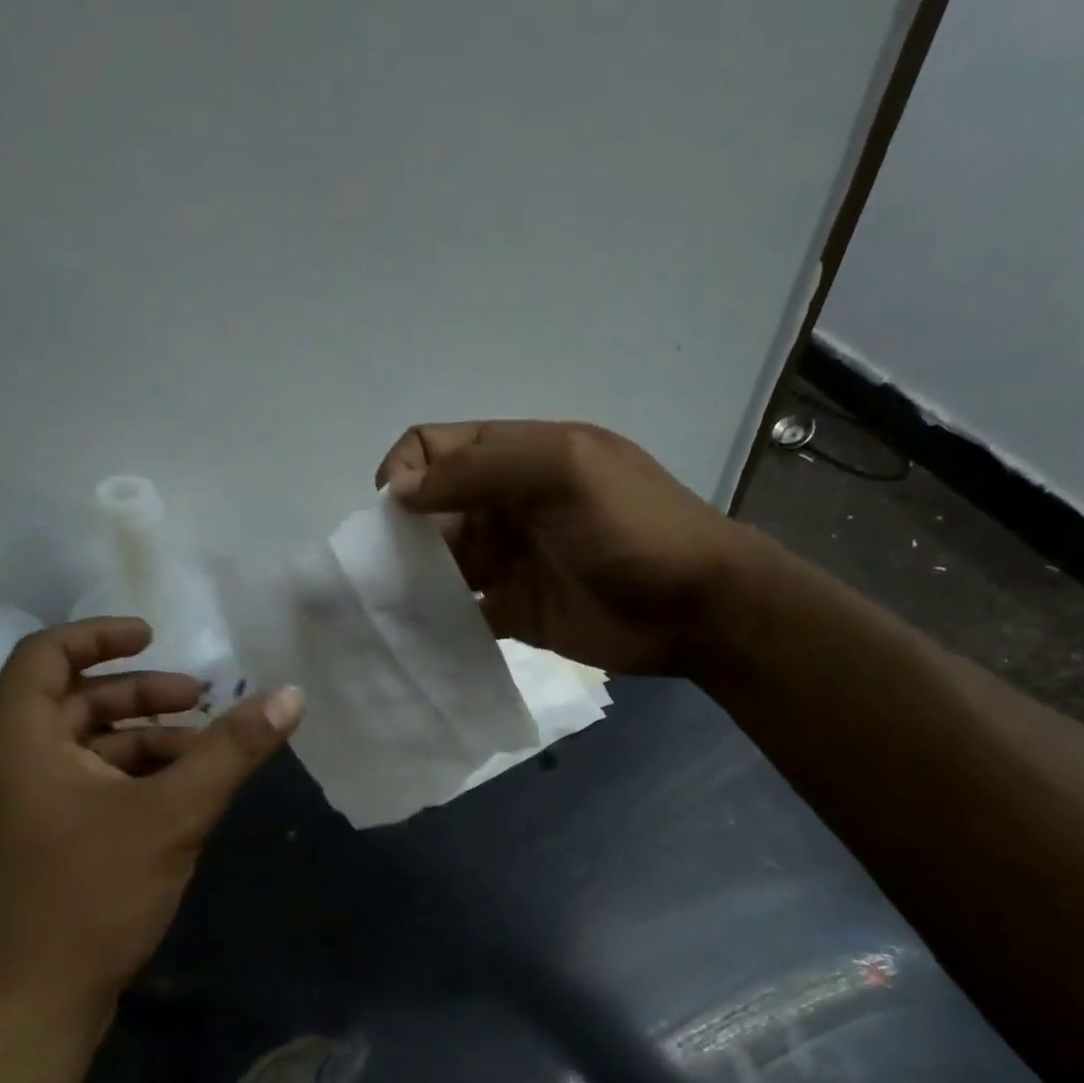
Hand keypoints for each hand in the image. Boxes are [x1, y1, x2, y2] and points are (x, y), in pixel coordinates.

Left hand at [0, 618, 303, 1039]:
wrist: (20, 1013)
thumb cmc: (87, 896)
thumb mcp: (173, 814)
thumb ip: (233, 751)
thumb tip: (291, 695)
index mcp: (19, 740)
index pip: (45, 655)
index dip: (100, 635)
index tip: (156, 635)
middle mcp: (7, 766)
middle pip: (73, 703)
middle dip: (140, 697)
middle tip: (201, 701)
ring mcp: (17, 813)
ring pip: (83, 753)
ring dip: (143, 744)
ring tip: (203, 759)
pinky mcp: (33, 851)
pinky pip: (83, 791)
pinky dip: (130, 783)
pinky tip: (177, 806)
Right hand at [377, 421, 750, 675]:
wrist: (695, 608)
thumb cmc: (633, 528)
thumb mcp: (565, 472)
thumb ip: (482, 469)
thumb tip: (399, 490)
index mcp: (517, 457)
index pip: (435, 449)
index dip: (405, 473)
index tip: (394, 517)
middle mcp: (505, 505)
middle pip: (431, 509)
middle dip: (402, 534)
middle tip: (388, 572)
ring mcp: (509, 560)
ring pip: (441, 562)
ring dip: (414, 579)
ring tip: (394, 607)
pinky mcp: (514, 610)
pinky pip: (462, 611)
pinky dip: (438, 619)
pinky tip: (420, 633)